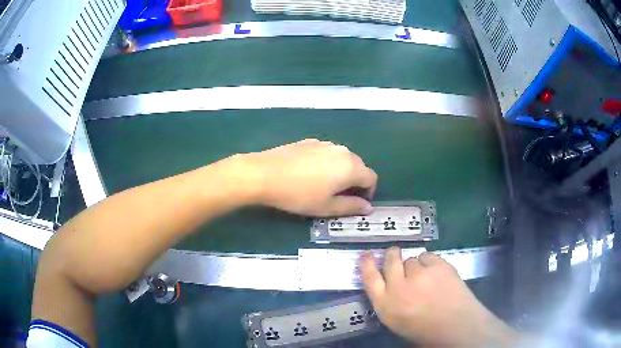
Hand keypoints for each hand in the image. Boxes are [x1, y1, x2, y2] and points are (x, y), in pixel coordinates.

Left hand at [236, 139, 376, 216]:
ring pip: (342, 158)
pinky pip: (326, 153)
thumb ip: (351, 207)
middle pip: (358, 166)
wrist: (264, 174)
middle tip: (340, 197)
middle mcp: (342, 150)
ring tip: (323, 186)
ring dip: (341, 172)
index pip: (371, 178)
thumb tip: (368, 207)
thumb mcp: (327, 207)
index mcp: (351, 166)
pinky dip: (326, 163)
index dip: (368, 192)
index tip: (356, 203)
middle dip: (355, 182)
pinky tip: (309, 174)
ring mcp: (324, 143)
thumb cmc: (299, 195)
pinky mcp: (309, 141)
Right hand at [360, 247, 517, 346]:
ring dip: (414, 264)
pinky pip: (427, 256)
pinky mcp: (438, 266)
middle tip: (395, 253)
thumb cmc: (424, 330)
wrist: (456, 326)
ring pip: (411, 259)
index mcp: (385, 304)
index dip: (366, 264)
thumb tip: (390, 284)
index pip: (369, 278)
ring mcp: (420, 274)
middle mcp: (399, 286)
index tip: (366, 255)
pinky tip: (435, 272)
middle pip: (390, 261)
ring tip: (424, 275)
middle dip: (392, 255)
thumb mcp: (396, 321)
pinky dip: (429, 262)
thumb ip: (389, 301)